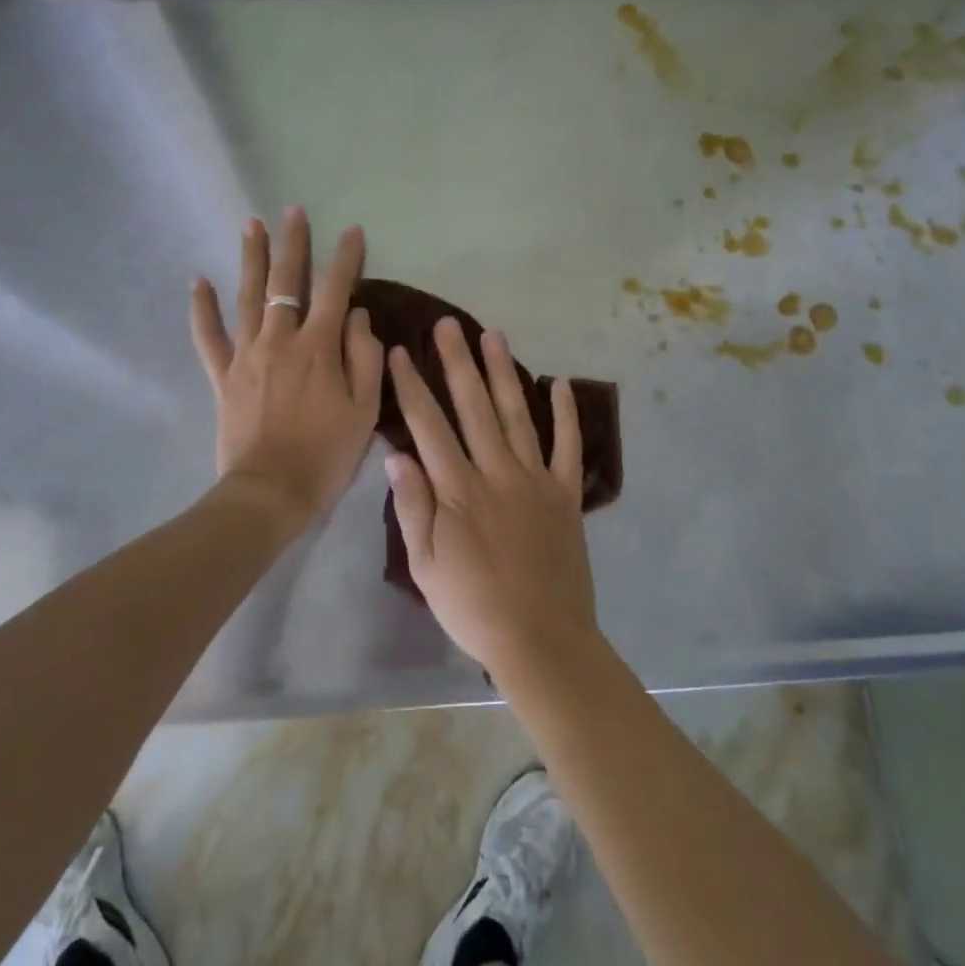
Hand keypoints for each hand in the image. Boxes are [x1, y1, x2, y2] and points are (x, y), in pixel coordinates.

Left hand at [190, 206, 382, 523]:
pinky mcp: (223, 376)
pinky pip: (208, 337)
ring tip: (251, 224)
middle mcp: (280, 340)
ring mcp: (247, 355)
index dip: (345, 258)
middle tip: (292, 211)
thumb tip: (357, 316)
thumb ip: (365, 357)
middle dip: (292, 244)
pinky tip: (198, 282)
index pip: (335, 290)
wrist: (271, 492)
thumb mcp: (364, 409)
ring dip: (250, 258)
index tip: (352, 231)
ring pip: (247, 297)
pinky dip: (202, 309)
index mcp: (319, 347)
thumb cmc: (326, 453)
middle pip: (285, 282)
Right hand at [384, 318, 599, 676]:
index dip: (412, 386)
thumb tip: (396, 454)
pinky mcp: (565, 494)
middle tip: (447, 324)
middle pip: (473, 406)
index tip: (400, 352)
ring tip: (494, 334)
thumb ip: (413, 507)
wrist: (542, 641)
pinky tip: (560, 383)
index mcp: (458, 489)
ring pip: (517, 414)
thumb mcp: (426, 566)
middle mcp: (496, 472)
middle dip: (457, 362)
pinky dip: (567, 414)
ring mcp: (535, 479)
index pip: (429, 425)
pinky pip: (567, 446)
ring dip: (504, 372)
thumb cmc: (474, 607)